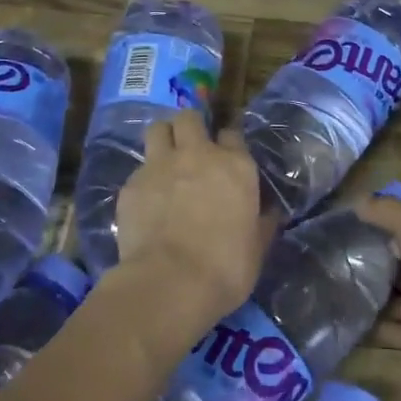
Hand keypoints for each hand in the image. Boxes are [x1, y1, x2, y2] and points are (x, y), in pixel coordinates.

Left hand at [115, 111, 272, 328]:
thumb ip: (262, 222)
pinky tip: (146, 200)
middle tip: (190, 146)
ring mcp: (159, 166)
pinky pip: (138, 168)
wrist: (170, 282)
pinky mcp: (131, 184)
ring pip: (157, 129)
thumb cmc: (226, 267)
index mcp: (235, 166)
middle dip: (190, 126)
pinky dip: (144, 178)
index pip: (232, 133)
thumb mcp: (257, 246)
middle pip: (189, 117)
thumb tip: (269, 213)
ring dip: (163, 138)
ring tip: (165, 159)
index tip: (225, 153)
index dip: (227, 141)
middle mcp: (197, 155)